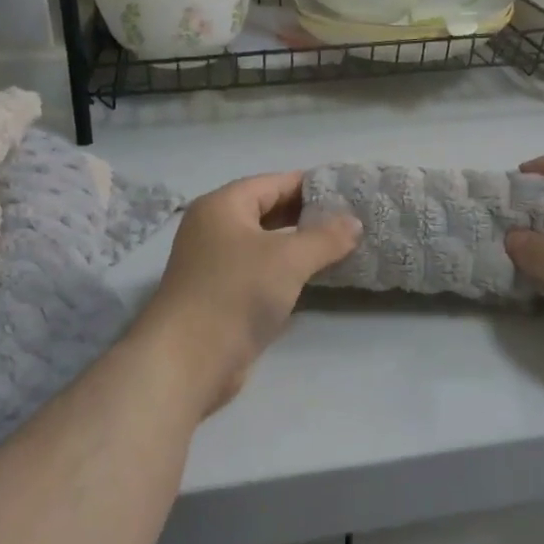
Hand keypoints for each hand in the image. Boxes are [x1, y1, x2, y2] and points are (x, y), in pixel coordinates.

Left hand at [132, 172, 361, 416]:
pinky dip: (286, 270)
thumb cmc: (236, 293)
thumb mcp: (289, 259)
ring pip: (265, 244)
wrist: (188, 360)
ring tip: (340, 246)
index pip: (273, 183)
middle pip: (268, 211)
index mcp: (223, 206)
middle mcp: (214, 228)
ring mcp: (215, 263)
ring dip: (299, 245)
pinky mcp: (221, 295)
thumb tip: (355, 222)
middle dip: (307, 215)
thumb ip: (326, 237)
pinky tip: (314, 277)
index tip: (348, 191)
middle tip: (349, 219)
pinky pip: (260, 271)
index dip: (311, 185)